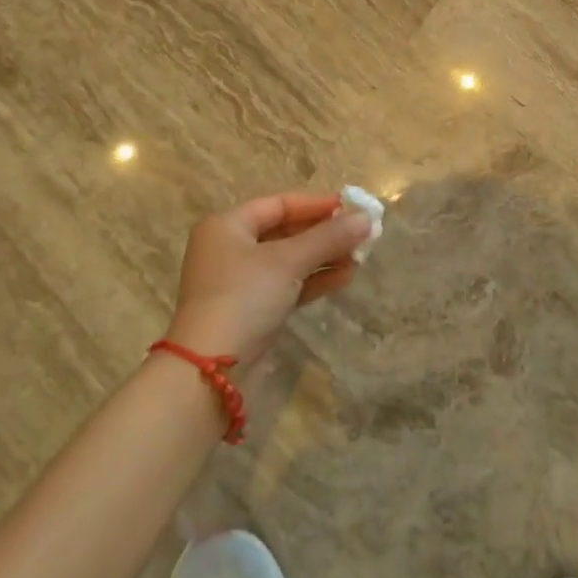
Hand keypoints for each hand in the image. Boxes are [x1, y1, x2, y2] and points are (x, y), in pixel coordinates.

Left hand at [164, 192, 373, 363]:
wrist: (210, 372)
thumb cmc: (244, 298)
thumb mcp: (288, 261)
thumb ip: (328, 237)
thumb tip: (367, 217)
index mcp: (227, 226)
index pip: (278, 205)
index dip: (316, 204)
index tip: (352, 207)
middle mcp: (229, 249)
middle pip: (284, 232)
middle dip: (323, 234)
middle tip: (362, 233)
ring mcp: (239, 283)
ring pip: (288, 261)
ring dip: (323, 258)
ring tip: (360, 257)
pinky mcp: (250, 312)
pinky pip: (287, 286)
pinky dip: (313, 281)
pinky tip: (344, 278)